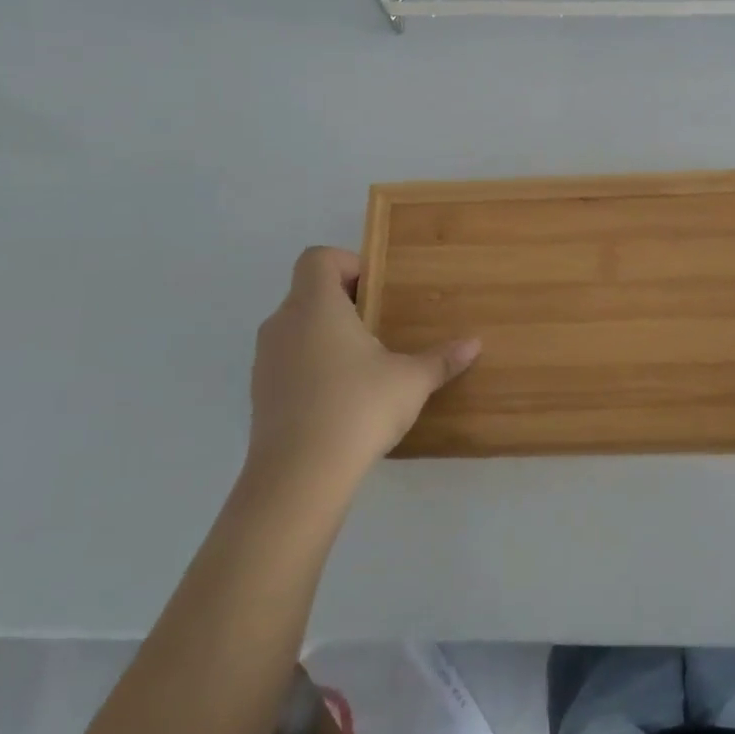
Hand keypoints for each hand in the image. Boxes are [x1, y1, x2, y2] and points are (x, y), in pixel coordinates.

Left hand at [248, 246, 478, 489]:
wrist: (298, 475)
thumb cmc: (358, 407)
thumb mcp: (411, 381)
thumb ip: (441, 359)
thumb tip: (474, 344)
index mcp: (316, 306)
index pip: (318, 258)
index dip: (348, 263)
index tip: (377, 290)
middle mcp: (283, 323)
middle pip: (308, 292)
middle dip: (345, 302)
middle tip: (381, 326)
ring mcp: (265, 360)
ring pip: (296, 328)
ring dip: (326, 335)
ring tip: (364, 364)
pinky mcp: (260, 394)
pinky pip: (288, 362)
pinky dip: (312, 366)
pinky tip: (342, 397)